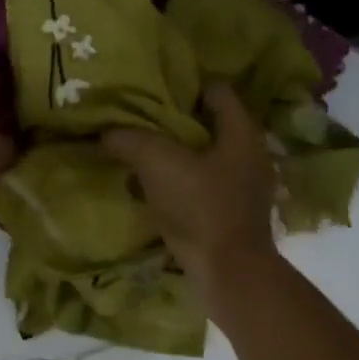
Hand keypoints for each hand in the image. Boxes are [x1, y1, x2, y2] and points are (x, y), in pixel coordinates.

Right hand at [102, 84, 277, 296]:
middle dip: (175, 122)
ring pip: (205, 157)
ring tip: (140, 154)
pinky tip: (153, 189)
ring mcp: (245, 187)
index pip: (217, 90)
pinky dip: (180, 183)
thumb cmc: (201, 208)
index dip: (185, 85)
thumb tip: (108, 133)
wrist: (230, 274)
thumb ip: (131, 140)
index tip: (153, 89)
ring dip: (176, 155)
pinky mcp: (234, 214)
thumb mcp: (158, 164)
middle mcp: (250, 154)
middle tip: (140, 120)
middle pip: (210, 124)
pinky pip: (203, 186)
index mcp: (241, 132)